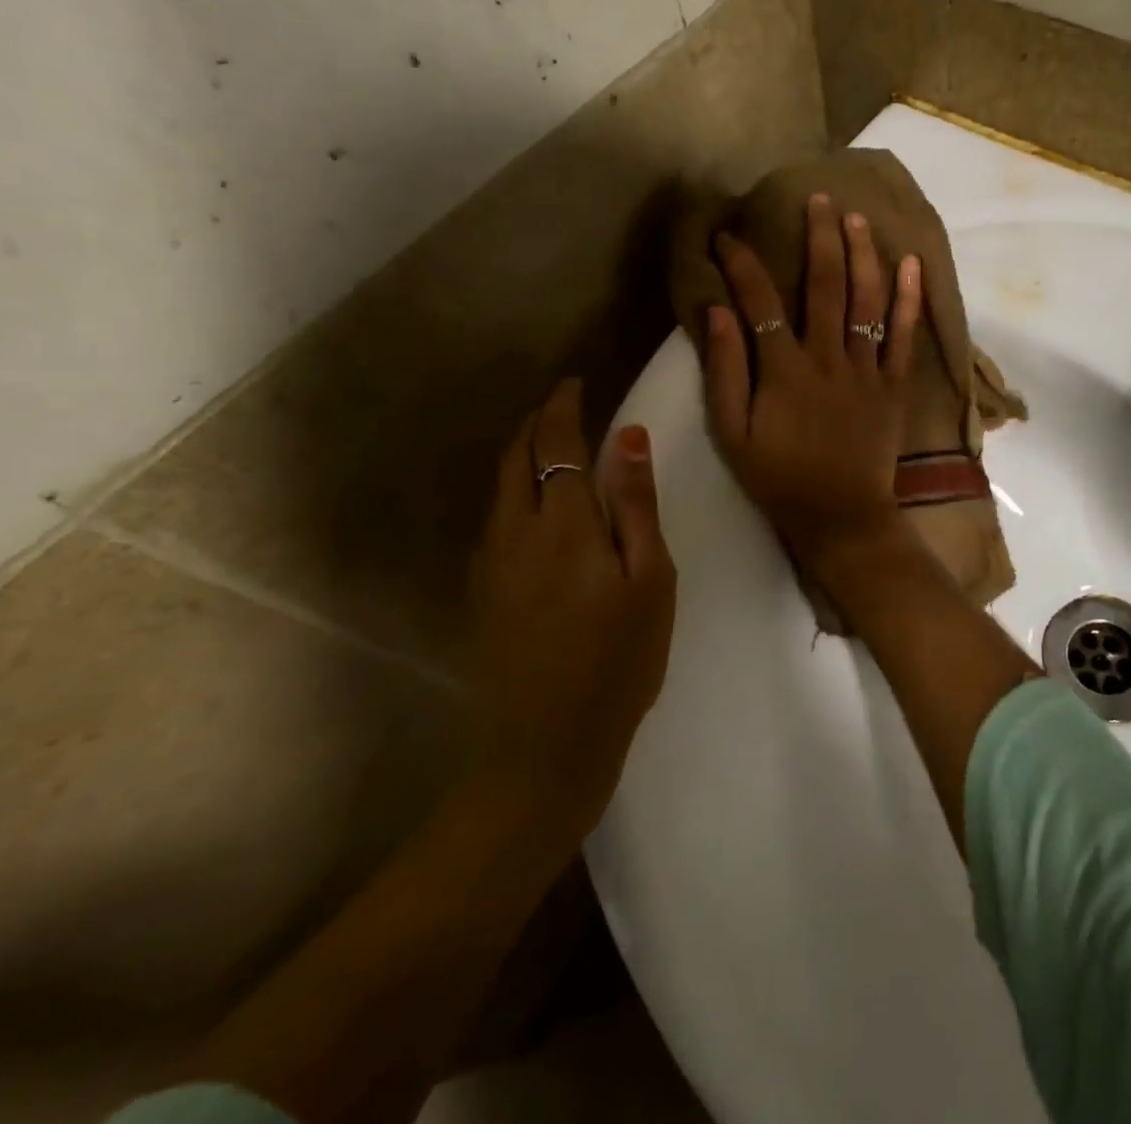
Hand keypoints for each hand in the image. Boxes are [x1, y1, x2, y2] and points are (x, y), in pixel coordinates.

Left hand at [467, 378, 676, 834]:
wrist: (543, 748)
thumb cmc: (618, 662)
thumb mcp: (649, 581)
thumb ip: (635, 506)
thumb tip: (629, 437)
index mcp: (563, 525)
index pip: (556, 444)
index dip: (563, 407)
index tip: (575, 383)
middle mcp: (514, 533)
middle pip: (515, 458)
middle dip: (535, 423)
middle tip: (560, 405)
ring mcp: (490, 564)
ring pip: (498, 488)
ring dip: (519, 454)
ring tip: (546, 443)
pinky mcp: (480, 593)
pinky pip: (492, 520)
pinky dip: (510, 491)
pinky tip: (529, 505)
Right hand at [702, 193, 923, 567]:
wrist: (840, 517)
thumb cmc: (779, 478)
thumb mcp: (733, 434)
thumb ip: (725, 371)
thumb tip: (717, 312)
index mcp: (784, 369)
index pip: (760, 300)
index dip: (742, 263)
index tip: (728, 235)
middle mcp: (828, 358)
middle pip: (825, 285)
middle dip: (819, 237)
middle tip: (817, 198)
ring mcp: (866, 370)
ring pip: (867, 300)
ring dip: (862, 254)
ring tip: (857, 218)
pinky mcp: (894, 386)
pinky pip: (904, 336)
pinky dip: (909, 299)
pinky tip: (911, 264)